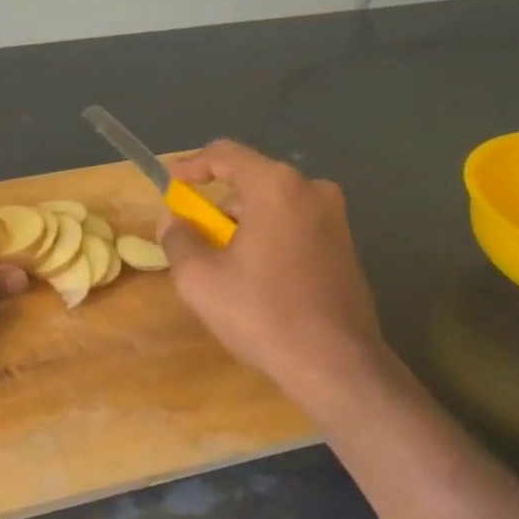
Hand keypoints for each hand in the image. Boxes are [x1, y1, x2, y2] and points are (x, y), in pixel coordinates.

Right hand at [162, 140, 393, 409]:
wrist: (336, 365)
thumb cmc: (262, 313)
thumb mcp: (199, 279)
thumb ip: (178, 239)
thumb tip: (174, 221)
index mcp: (276, 186)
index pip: (225, 153)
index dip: (193, 166)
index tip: (171, 185)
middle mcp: (311, 190)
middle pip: (251, 182)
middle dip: (219, 206)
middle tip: (196, 238)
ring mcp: (335, 218)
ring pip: (274, 206)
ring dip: (244, 226)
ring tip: (224, 266)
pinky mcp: (346, 246)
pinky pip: (295, 226)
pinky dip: (270, 239)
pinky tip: (258, 279)